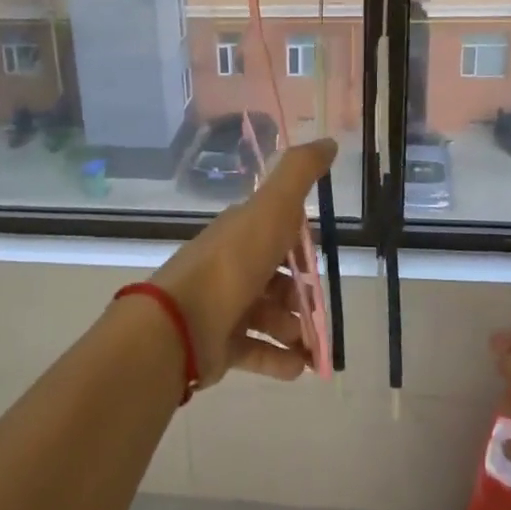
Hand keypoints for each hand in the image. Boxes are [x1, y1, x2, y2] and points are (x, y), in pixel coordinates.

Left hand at [148, 139, 336, 387]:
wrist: (181, 322)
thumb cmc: (233, 263)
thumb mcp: (272, 208)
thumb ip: (300, 173)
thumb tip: (328, 141)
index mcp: (240, 234)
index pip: (276, 234)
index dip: (300, 247)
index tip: (319, 262)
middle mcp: (230, 268)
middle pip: (275, 280)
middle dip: (302, 296)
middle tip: (318, 312)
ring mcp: (222, 308)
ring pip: (268, 317)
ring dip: (295, 331)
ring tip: (311, 346)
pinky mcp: (219, 346)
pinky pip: (256, 351)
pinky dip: (280, 360)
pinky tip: (299, 367)